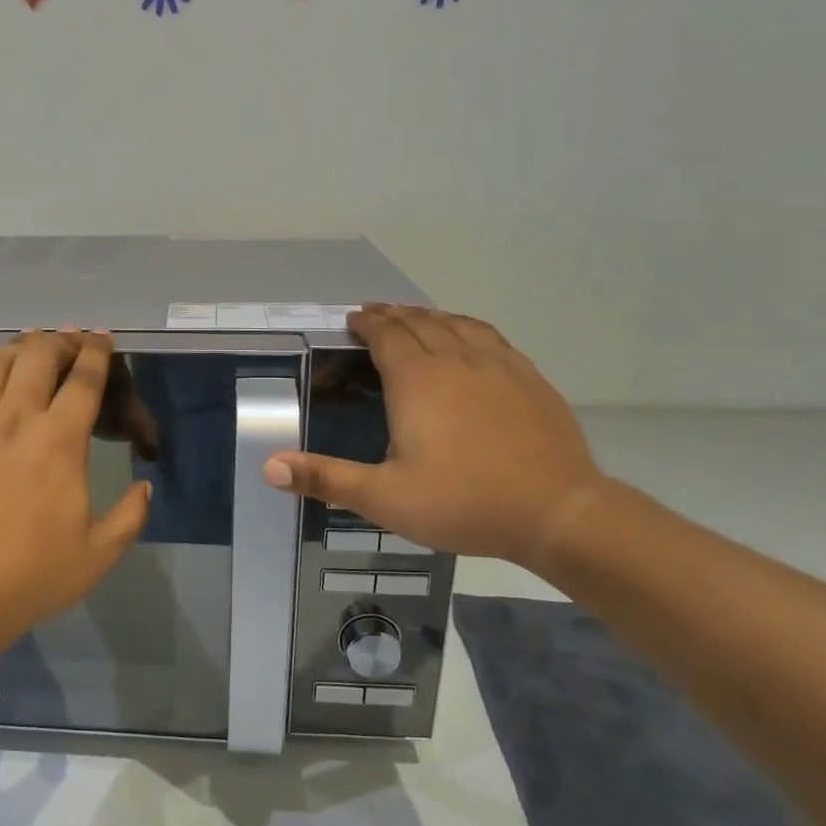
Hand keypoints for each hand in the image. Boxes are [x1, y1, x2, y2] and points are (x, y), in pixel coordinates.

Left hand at [0, 331, 152, 647]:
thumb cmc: (32, 574)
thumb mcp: (100, 553)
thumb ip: (131, 514)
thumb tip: (144, 486)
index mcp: (58, 441)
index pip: (83, 380)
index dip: (97, 353)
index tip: (103, 339)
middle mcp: (14, 419)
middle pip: (38, 355)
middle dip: (60, 341)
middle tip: (71, 343)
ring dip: (20, 347)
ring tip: (32, 346)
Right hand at [263, 305, 606, 564]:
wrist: (556, 511)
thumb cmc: (462, 503)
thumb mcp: (383, 498)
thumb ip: (325, 478)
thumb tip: (268, 467)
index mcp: (417, 381)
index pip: (387, 335)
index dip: (368, 323)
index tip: (354, 318)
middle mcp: (456, 360)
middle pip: (421, 322)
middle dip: (394, 315)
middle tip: (376, 314)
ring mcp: (499, 365)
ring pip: (458, 325)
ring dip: (431, 317)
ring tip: (417, 319)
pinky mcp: (529, 379)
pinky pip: (491, 338)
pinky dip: (469, 329)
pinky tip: (471, 340)